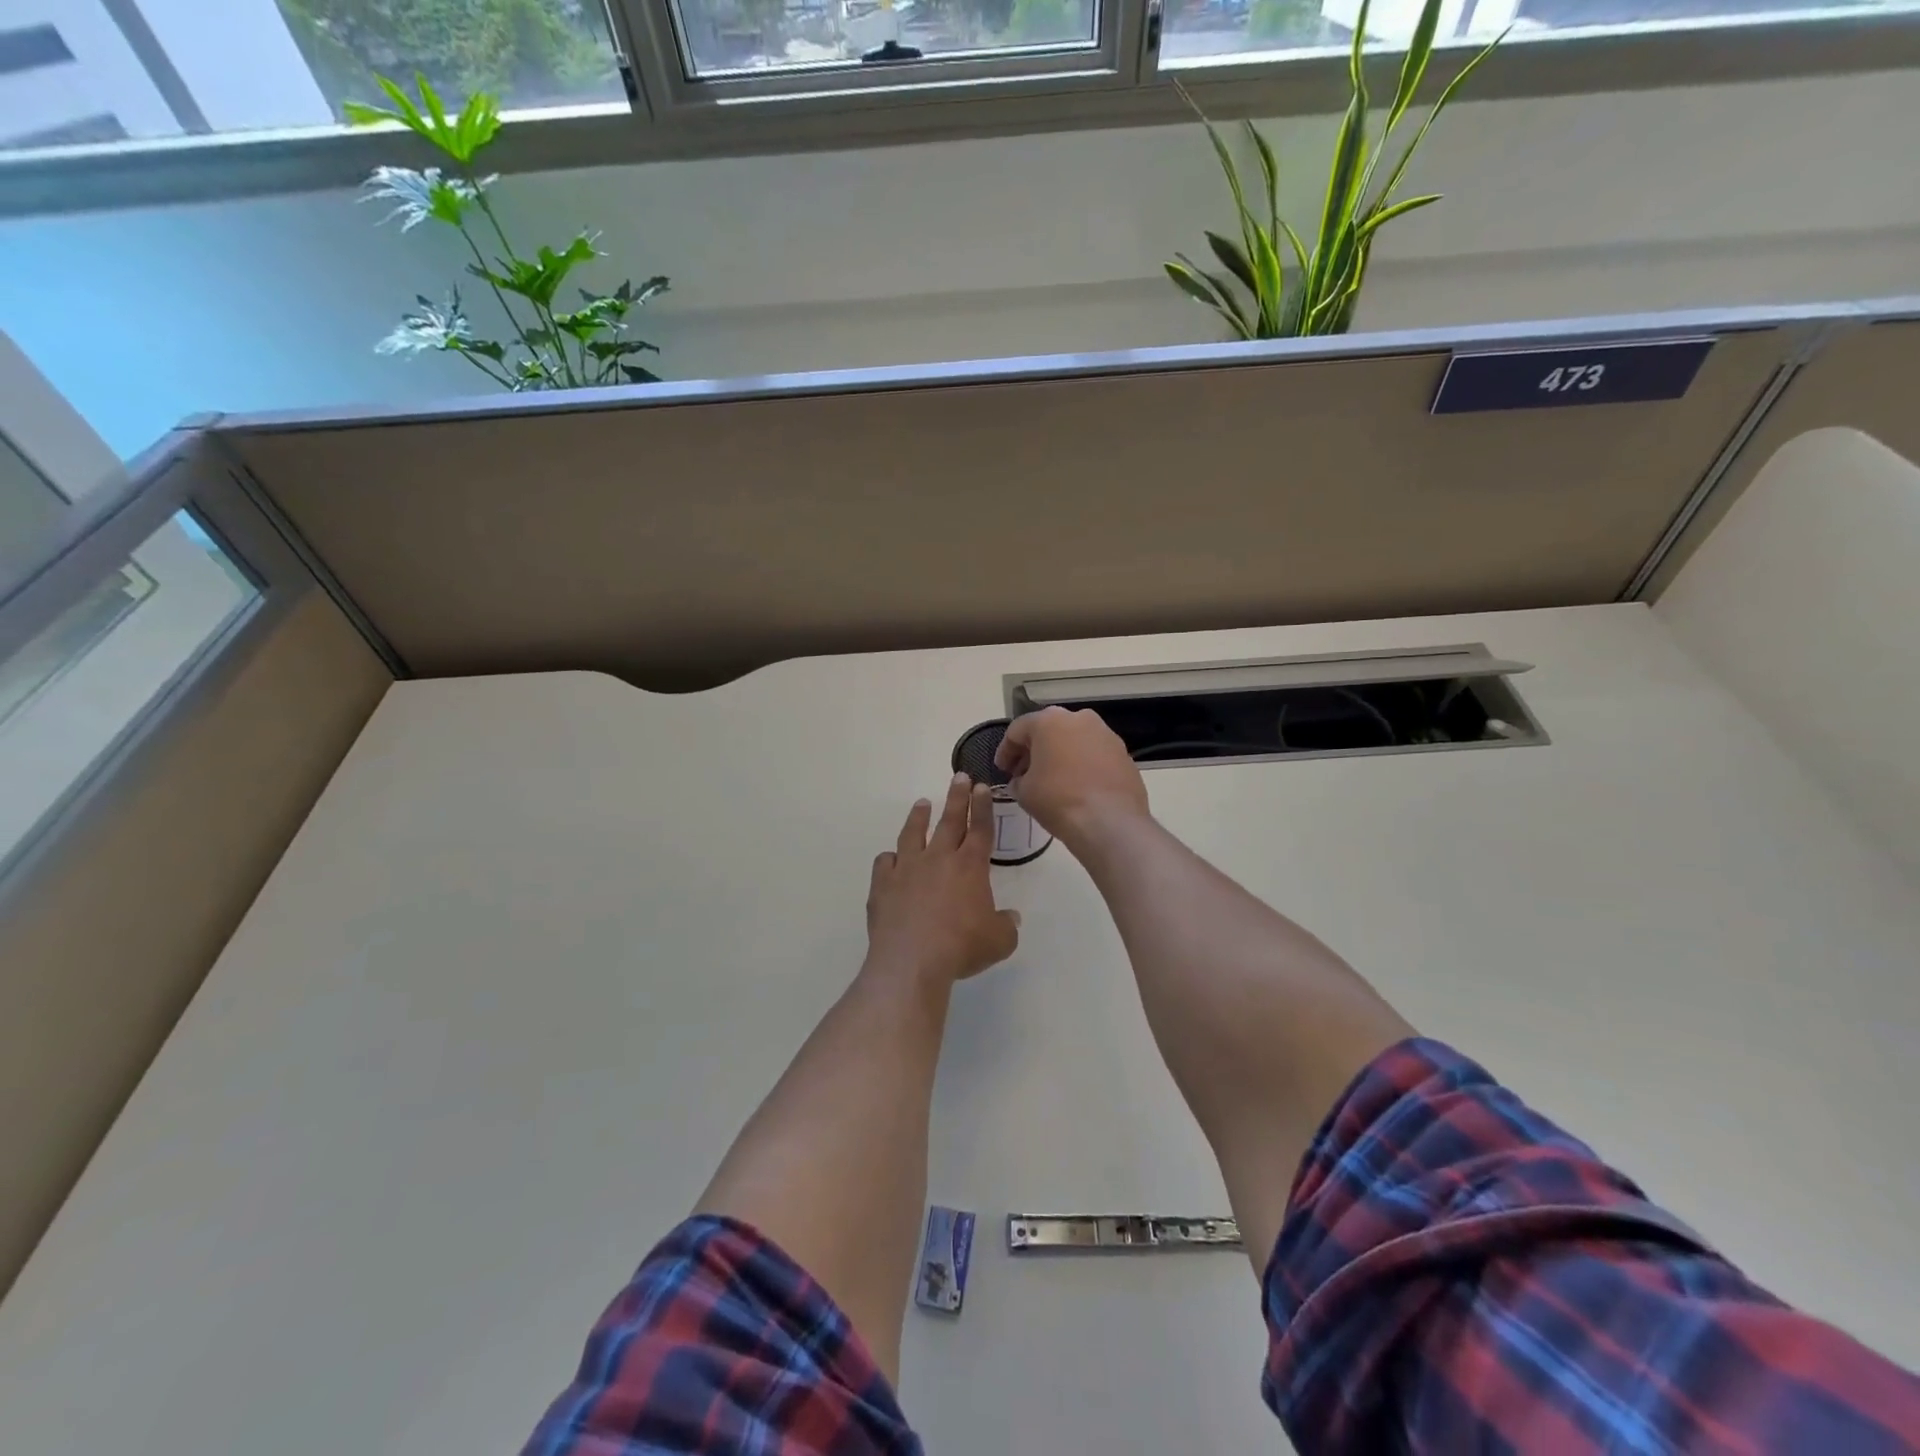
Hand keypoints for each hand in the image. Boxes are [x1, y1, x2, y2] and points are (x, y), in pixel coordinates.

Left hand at [866, 774, 1019, 984]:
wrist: (912, 961)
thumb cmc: (962, 948)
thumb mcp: (999, 941)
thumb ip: (1006, 925)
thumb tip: (1011, 918)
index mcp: (970, 866)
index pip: (980, 828)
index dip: (983, 807)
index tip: (982, 786)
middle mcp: (938, 859)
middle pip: (949, 821)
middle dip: (956, 797)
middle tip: (958, 777)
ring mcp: (907, 869)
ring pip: (913, 834)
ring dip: (919, 817)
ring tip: (922, 803)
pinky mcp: (882, 885)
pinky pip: (884, 863)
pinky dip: (889, 859)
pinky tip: (890, 859)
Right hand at [995, 707, 1149, 848]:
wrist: (1110, 822)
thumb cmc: (1058, 800)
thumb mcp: (1024, 792)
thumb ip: (1018, 780)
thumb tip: (1022, 781)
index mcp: (1049, 720)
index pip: (1017, 730)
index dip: (1005, 751)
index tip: (1002, 770)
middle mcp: (1079, 718)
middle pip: (1048, 730)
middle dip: (1034, 751)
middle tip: (1024, 774)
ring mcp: (1106, 734)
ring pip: (1074, 740)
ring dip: (1060, 756)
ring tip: (1051, 781)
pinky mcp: (1123, 754)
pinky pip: (1094, 755)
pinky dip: (1082, 765)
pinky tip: (1077, 787)